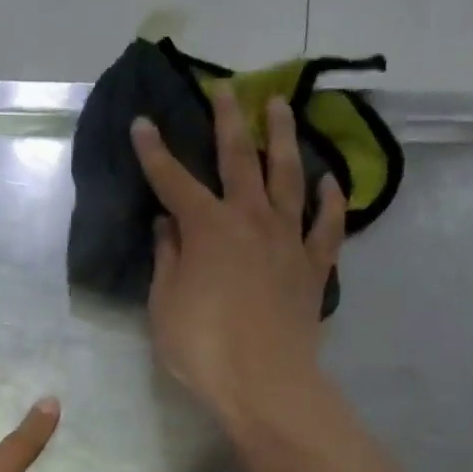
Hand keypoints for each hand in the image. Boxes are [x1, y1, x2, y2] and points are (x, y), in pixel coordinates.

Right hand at [130, 83, 346, 425]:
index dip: (155, 152)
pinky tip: (329, 182)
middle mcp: (250, 220)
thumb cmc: (203, 348)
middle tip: (227, 89)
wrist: (264, 382)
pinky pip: (326, 226)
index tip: (142, 123)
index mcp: (207, 228)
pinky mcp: (314, 267)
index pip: (173, 180)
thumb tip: (168, 224)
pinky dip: (330, 201)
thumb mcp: (165, 306)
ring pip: (288, 177)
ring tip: (281, 108)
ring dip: (282, 139)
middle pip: (239, 159)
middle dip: (229, 121)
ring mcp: (287, 240)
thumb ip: (166, 259)